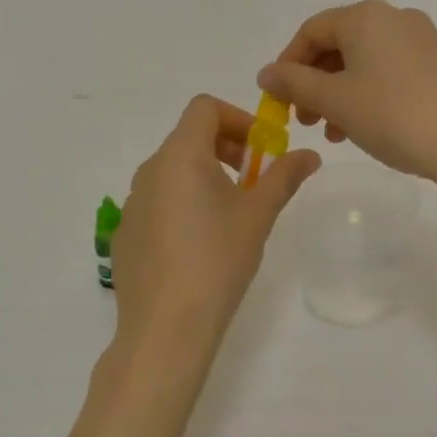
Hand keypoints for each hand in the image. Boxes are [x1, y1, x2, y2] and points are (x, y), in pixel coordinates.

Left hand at [67, 95, 320, 436]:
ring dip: (206, 175)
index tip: (261, 150)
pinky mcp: (126, 232)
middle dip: (226, 147)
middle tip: (254, 180)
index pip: (204, 108)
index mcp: (180, 156)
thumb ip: (284, 176)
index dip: (237, 118)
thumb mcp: (258, 215)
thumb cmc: (217, 260)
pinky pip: (158, 200)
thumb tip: (310, 154)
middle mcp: (150, 170)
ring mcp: (132, 202)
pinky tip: (200, 245)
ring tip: (231, 215)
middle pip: (188, 136)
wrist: (165, 328)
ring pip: (173, 170)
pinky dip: (183, 202)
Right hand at [260, 2, 436, 347]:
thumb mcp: (336, 101)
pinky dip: (368, 95)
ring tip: (334, 133)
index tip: (279, 101)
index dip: (287, 64)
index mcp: (365, 17)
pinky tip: (366, 128)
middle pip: (338, 45)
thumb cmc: (395, 115)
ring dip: (339, 94)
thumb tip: (266, 73)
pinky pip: (390, 72)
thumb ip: (295, 84)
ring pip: (364, 62)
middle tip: (305, 121)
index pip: (311, 31)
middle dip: (314, 82)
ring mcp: (422, 41)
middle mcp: (394, 18)